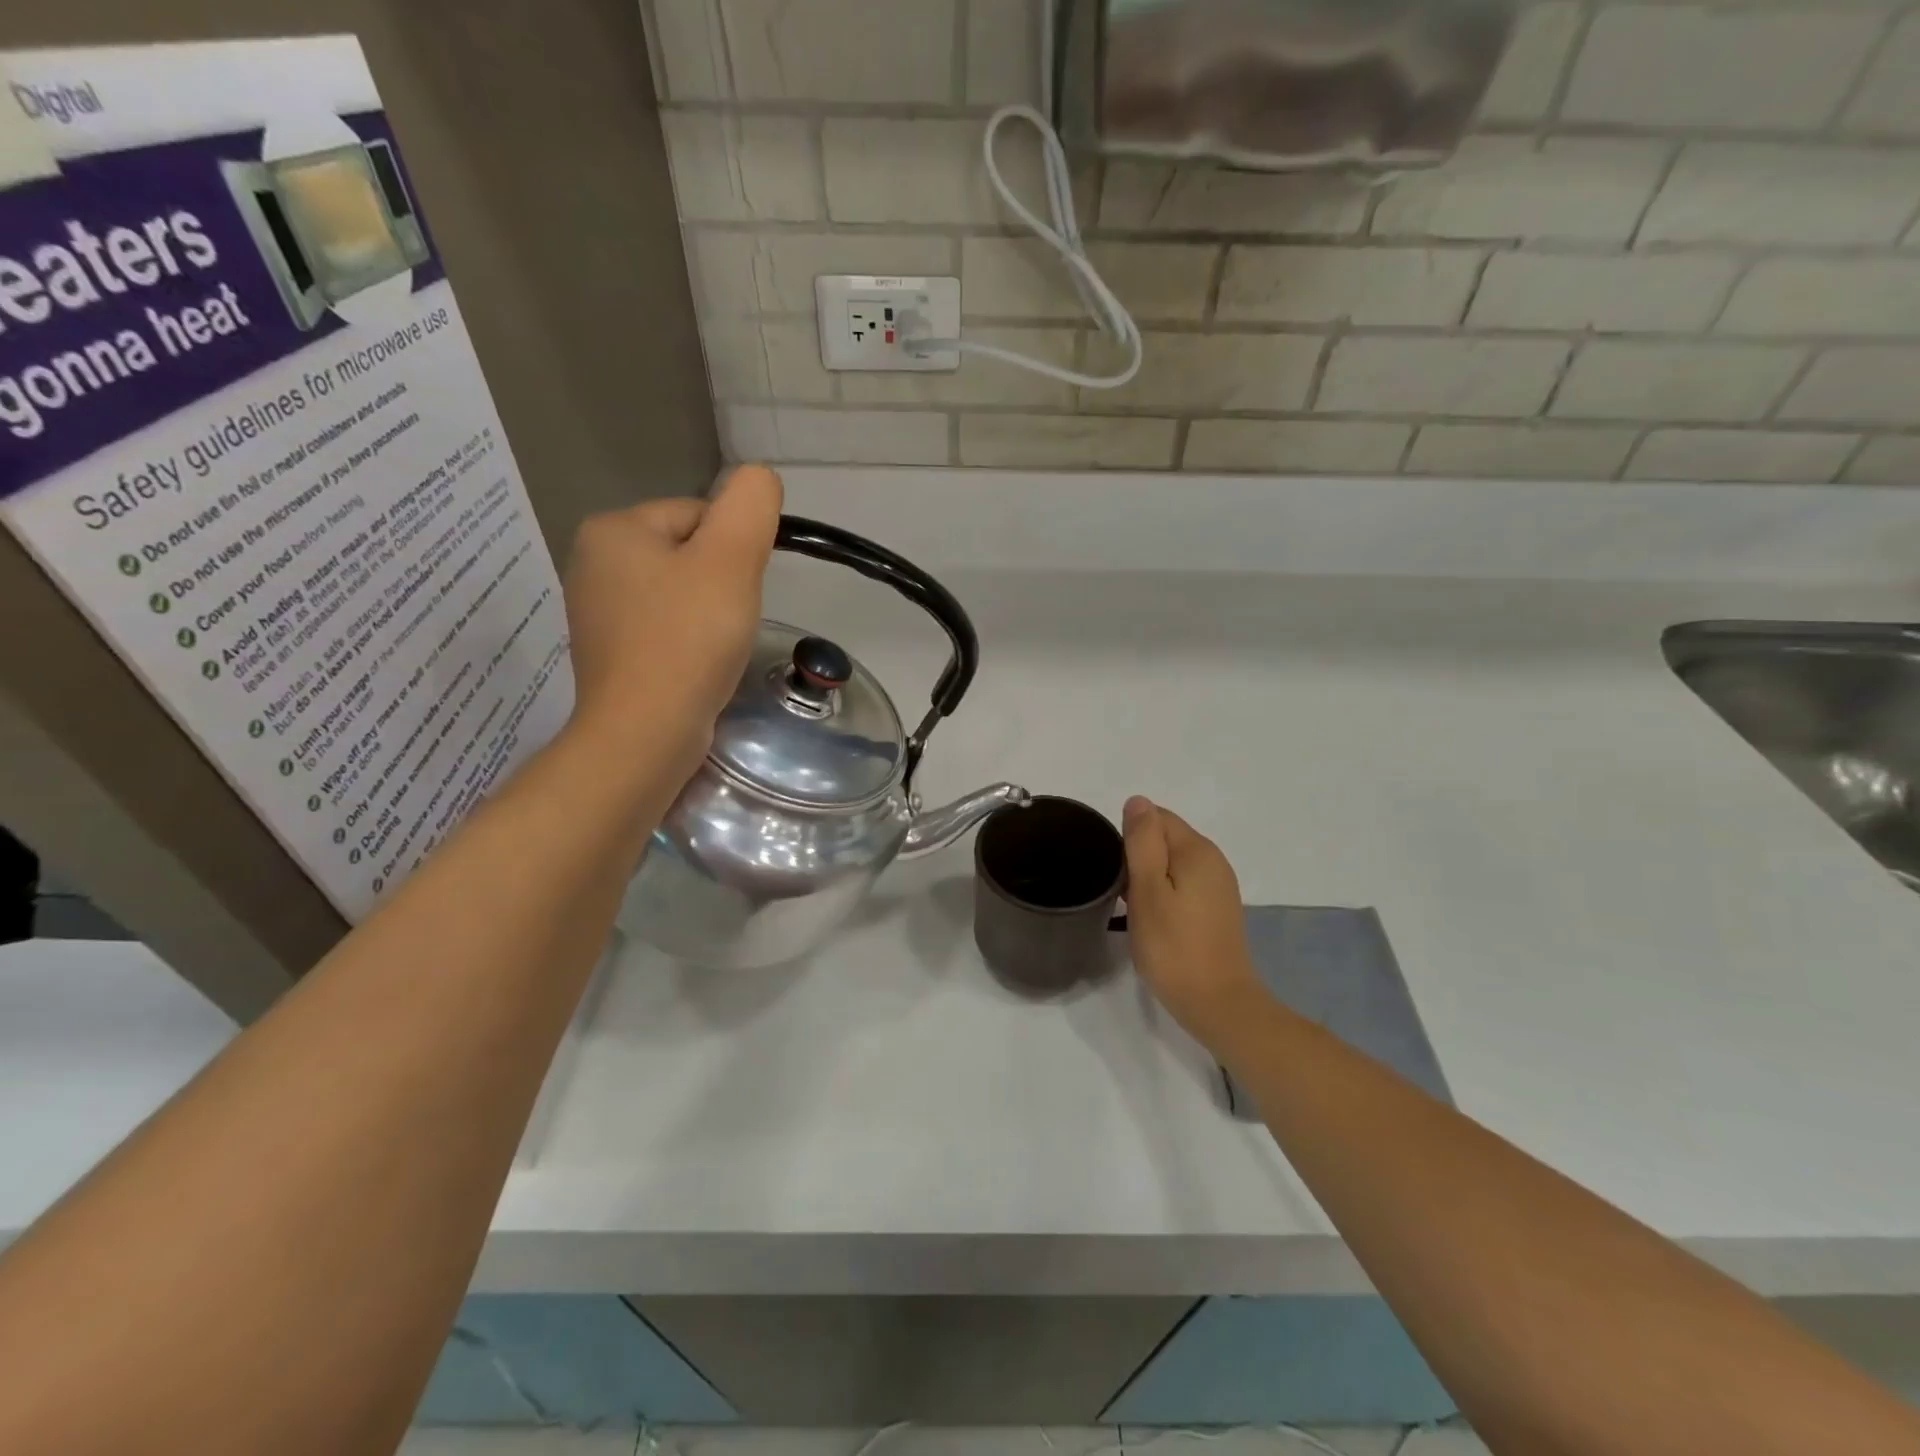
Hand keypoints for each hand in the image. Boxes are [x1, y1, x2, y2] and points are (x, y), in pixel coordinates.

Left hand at [561, 464, 781, 782]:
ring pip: (679, 594)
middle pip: (688, 554)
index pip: (699, 515)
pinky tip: (695, 667)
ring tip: (714, 648)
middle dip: (720, 584)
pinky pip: (664, 629)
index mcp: (613, 529)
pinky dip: (687, 643)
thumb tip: (758, 478)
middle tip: (728, 622)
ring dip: (708, 615)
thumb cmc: (687, 640)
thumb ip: (750, 504)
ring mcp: (596, 612)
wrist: (645, 733)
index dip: (734, 552)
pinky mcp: (610, 653)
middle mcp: (592, 562)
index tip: (738, 592)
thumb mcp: (731, 558)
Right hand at [1122, 797, 1267, 1052]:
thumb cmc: (1174, 946)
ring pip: (1173, 864)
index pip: (1157, 817)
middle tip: (1120, 892)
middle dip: (1138, 856)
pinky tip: (1153, 920)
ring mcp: (1219, 887)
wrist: (1217, 1004)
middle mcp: (1214, 861)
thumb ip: (1142, 842)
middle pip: (1166, 838)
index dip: (1130, 836)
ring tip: (1132, 908)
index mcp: (1197, 850)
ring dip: (1149, 878)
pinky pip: (1183, 885)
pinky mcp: (1217, 910)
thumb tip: (1138, 801)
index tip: (1115, 868)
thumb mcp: (1147, 889)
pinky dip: (1164, 894)